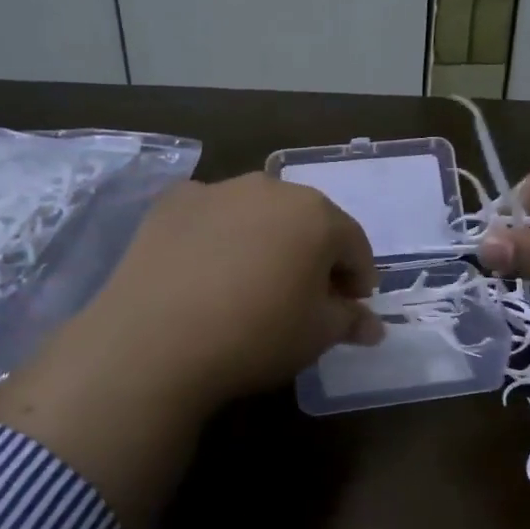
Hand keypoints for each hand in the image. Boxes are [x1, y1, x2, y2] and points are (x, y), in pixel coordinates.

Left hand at [72, 173, 383, 405]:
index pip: (353, 244)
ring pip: (257, 214)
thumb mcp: (317, 335)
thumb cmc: (256, 334)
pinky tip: (205, 271)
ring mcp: (217, 190)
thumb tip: (373, 326)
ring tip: (251, 284)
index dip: (358, 278)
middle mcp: (270, 188)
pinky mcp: (172, 203)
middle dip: (313, 255)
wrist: (156, 340)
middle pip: (306, 221)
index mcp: (316, 214)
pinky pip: (211, 217)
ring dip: (266, 241)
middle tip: (305, 296)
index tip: (350, 308)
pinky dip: (218, 237)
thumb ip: (351, 321)